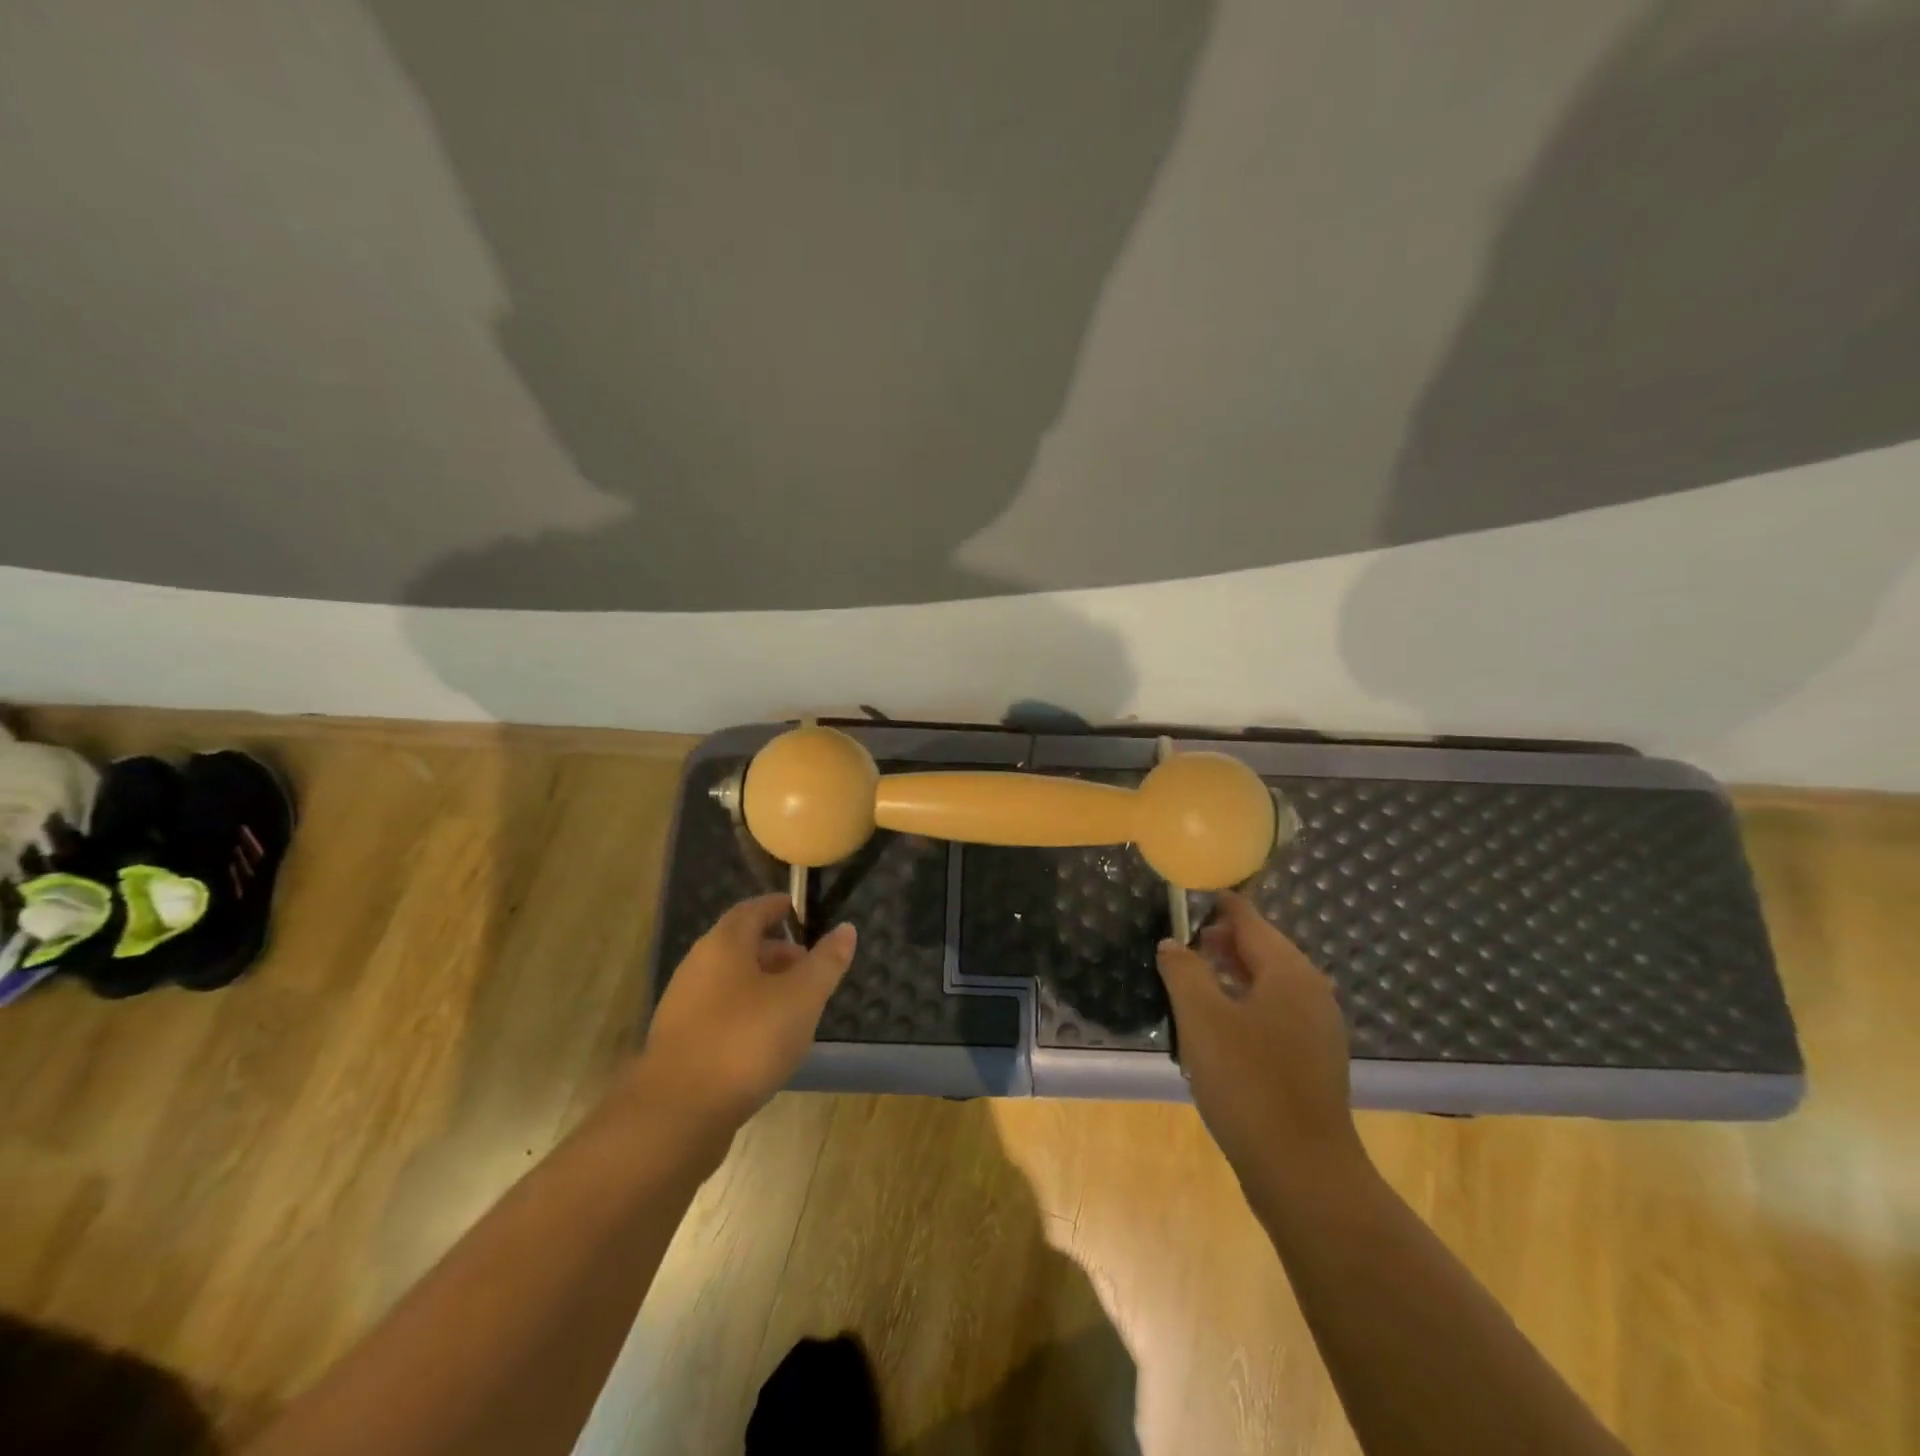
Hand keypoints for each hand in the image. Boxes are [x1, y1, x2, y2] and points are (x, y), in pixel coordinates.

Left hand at [636, 896, 856, 1136]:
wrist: (676, 1115)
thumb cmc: (746, 1041)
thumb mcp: (801, 998)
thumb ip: (826, 962)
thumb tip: (847, 928)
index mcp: (724, 945)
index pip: (752, 910)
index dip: (778, 907)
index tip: (801, 912)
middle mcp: (698, 967)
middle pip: (740, 945)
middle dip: (776, 950)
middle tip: (809, 965)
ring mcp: (684, 1007)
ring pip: (730, 982)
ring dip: (763, 985)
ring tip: (795, 1005)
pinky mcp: (680, 1044)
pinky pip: (720, 1013)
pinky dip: (746, 1013)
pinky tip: (767, 1041)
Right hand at [1157, 892, 1362, 1191]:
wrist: (1303, 1170)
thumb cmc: (1248, 1082)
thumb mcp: (1202, 1018)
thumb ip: (1184, 970)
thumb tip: (1172, 943)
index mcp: (1289, 971)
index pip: (1249, 920)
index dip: (1217, 905)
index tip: (1188, 898)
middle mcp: (1311, 990)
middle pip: (1262, 948)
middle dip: (1221, 942)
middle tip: (1180, 945)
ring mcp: (1317, 1026)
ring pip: (1268, 983)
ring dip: (1230, 975)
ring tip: (1191, 982)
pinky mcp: (1314, 1058)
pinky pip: (1275, 1012)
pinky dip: (1245, 1004)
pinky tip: (1217, 1026)